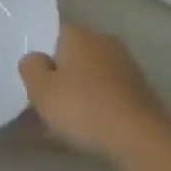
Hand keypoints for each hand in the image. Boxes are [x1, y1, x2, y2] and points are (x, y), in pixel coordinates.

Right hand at [19, 24, 170, 162]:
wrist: (139, 137)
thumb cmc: (83, 108)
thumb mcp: (41, 90)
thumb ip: (31, 67)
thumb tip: (35, 58)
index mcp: (79, 35)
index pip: (53, 33)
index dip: (40, 54)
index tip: (32, 78)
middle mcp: (104, 41)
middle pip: (73, 53)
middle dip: (60, 72)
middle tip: (46, 99)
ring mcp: (126, 64)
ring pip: (92, 73)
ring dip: (80, 89)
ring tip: (66, 117)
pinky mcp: (140, 88)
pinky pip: (108, 91)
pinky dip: (98, 102)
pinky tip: (90, 124)